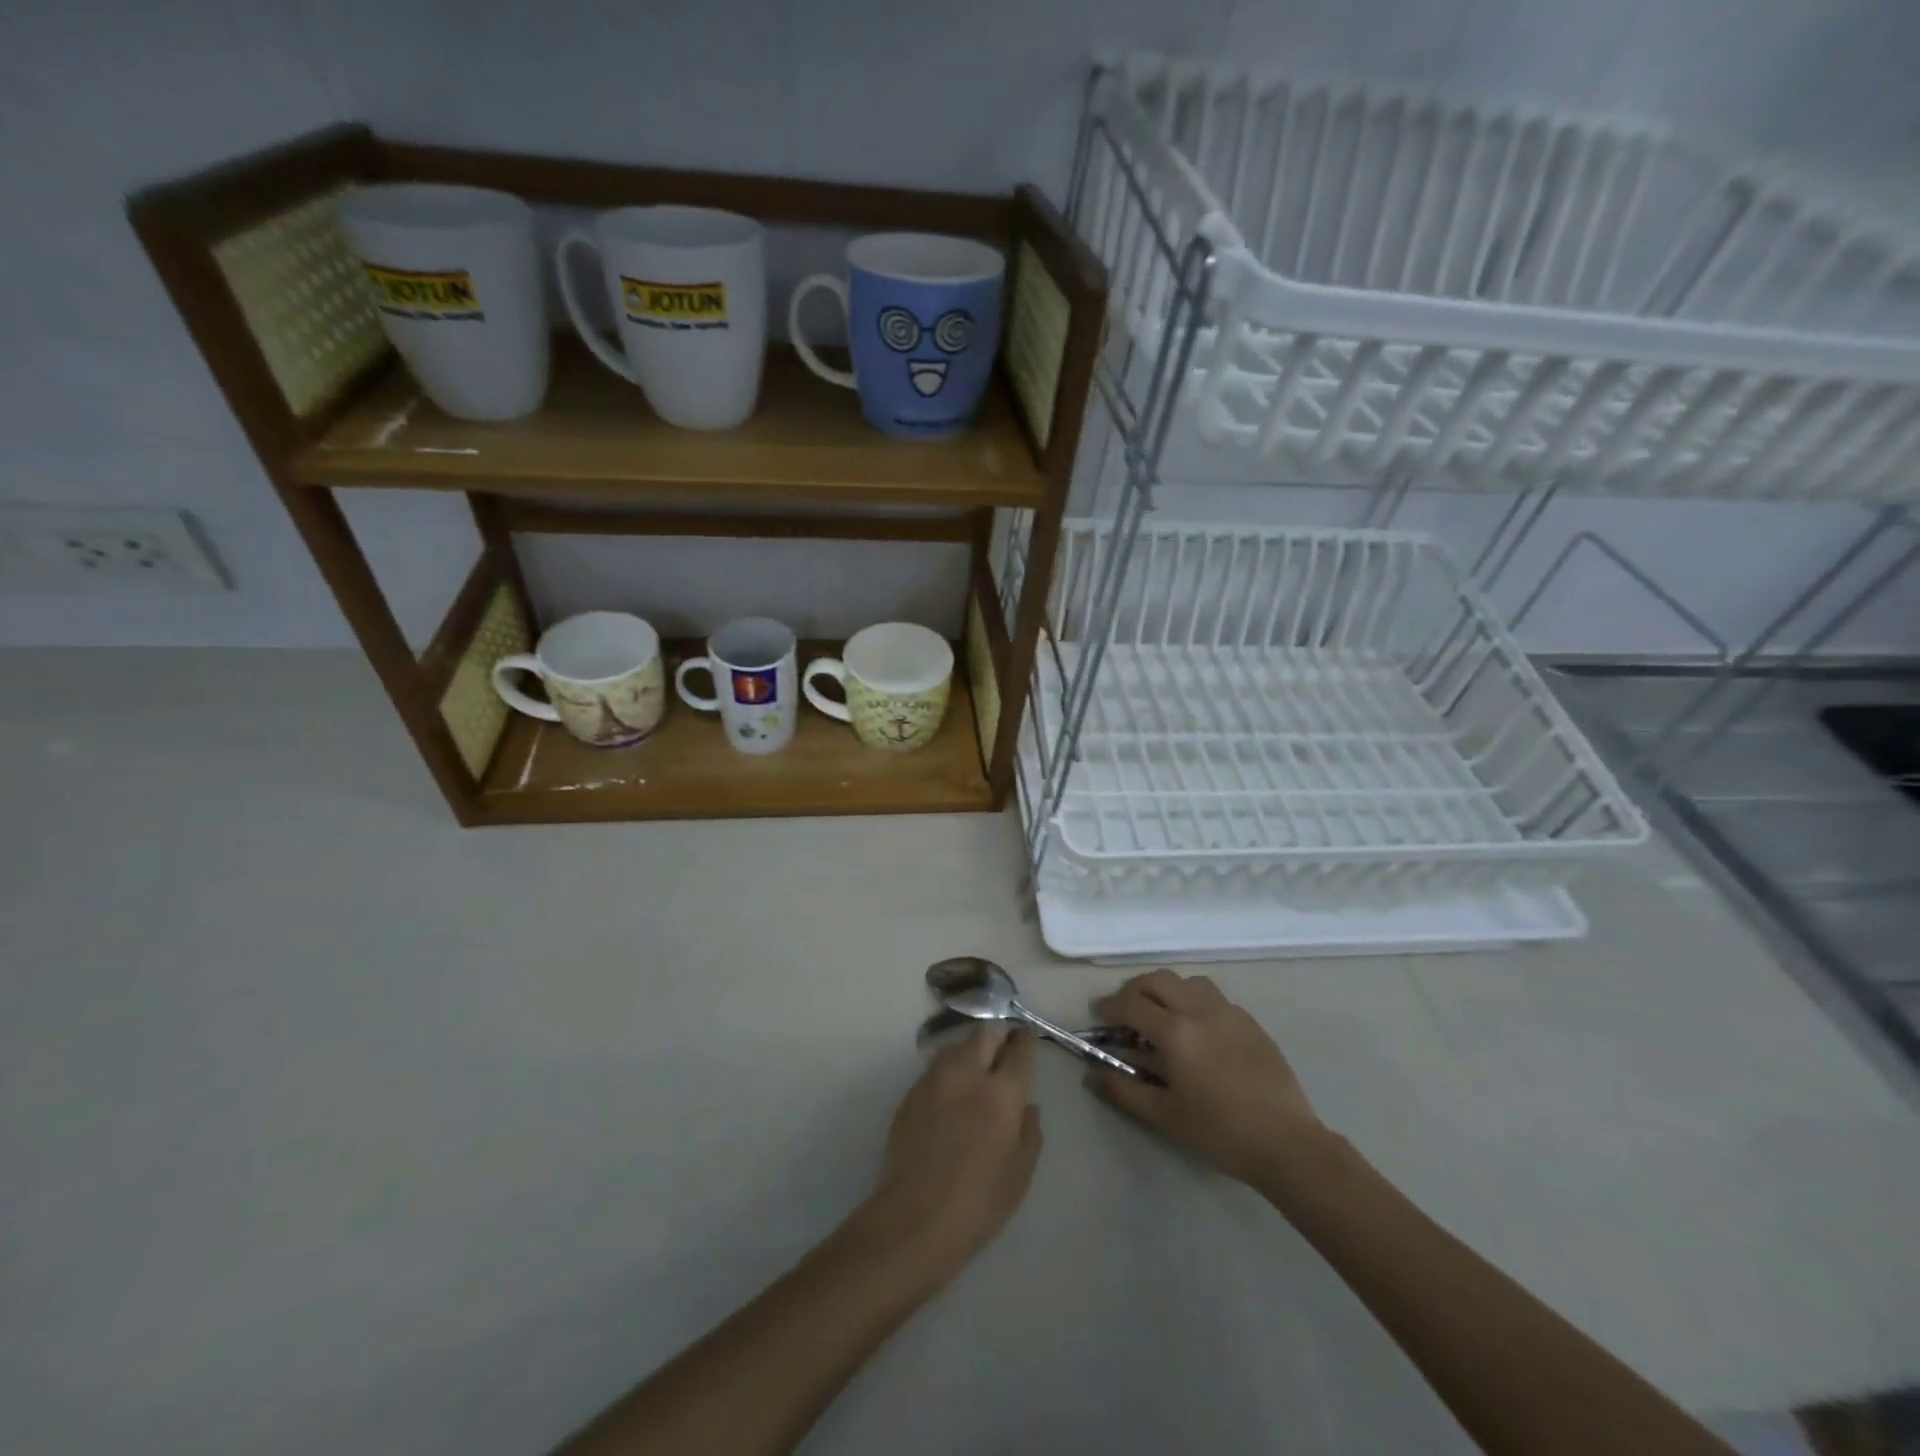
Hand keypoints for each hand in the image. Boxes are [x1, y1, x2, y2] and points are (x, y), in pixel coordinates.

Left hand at [859, 1025, 1041, 1283]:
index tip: (1028, 1036)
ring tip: (976, 1073)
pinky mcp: (910, 1094)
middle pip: (983, 1034)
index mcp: (1000, 1093)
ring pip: (956, 1046)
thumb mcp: (1020, 1173)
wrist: (913, 1220)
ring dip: (970, 1051)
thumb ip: (1028, 1131)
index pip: (1018, 1050)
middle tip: (1002, 1052)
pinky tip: (950, 1097)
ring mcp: (933, 1080)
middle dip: (996, 1037)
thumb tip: (1027, 1106)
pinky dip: (949, 1072)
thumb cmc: (978, 1203)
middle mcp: (966, 1075)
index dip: (1026, 1040)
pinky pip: (935, 1069)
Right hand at [1087, 969, 1323, 1185]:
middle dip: (1135, 990)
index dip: (1109, 1006)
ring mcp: (1229, 1012)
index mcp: (1175, 1032)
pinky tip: (1196, 1029)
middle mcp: (1199, 1010)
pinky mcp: (1250, 1022)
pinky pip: (1213, 996)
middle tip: (1125, 1010)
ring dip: (1167, 990)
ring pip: (1188, 981)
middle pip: (1158, 980)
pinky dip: (1194, 1000)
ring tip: (1161, 1014)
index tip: (1098, 1014)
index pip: (1131, 1004)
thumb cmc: (1219, 1131)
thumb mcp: (1164, 1116)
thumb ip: (1123, 1091)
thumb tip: (1091, 1076)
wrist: (1286, 1143)